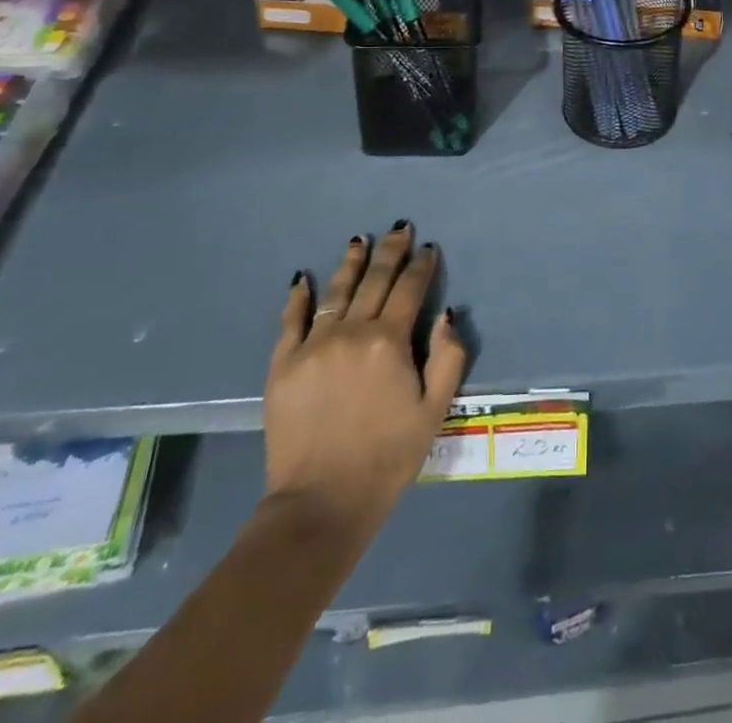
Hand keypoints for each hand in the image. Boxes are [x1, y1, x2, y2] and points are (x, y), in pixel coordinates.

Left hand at [264, 221, 465, 530]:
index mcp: (389, 342)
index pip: (410, 290)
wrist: (320, 503)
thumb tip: (448, 315)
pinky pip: (291, 321)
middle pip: (375, 281)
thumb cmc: (387, 457)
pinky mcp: (282, 365)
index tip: (428, 248)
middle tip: (400, 228)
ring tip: (360, 240)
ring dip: (351, 263)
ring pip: (336, 291)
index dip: (421, 267)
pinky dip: (298, 297)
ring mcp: (313, 346)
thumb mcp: (435, 411)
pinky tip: (303, 278)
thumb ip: (448, 358)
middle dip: (391, 251)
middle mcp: (351, 332)